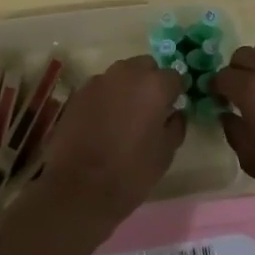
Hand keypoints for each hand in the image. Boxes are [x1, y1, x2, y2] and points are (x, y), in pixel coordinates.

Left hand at [35, 55, 185, 234]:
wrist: (78, 187)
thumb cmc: (130, 172)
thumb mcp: (165, 154)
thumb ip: (175, 126)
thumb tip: (175, 113)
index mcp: (154, 86)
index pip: (174, 77)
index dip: (175, 93)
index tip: (171, 110)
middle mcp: (127, 73)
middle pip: (146, 67)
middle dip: (151, 82)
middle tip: (149, 110)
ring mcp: (100, 80)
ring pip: (122, 74)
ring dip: (128, 87)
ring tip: (125, 117)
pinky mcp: (79, 93)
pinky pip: (101, 87)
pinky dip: (107, 98)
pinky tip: (103, 122)